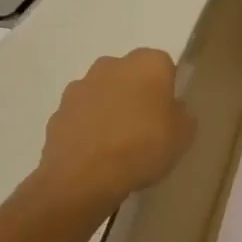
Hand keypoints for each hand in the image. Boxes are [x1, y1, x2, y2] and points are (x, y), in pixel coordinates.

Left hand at [30, 49, 195, 215]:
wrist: (84, 177)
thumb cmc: (144, 147)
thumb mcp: (184, 135)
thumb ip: (182, 115)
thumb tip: (172, 110)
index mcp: (148, 64)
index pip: (164, 65)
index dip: (168, 86)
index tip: (170, 109)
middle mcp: (112, 65)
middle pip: (130, 73)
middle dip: (137, 91)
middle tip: (147, 122)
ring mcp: (80, 86)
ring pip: (104, 91)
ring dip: (111, 106)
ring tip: (120, 140)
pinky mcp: (58, 111)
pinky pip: (83, 113)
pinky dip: (90, 125)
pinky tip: (98, 150)